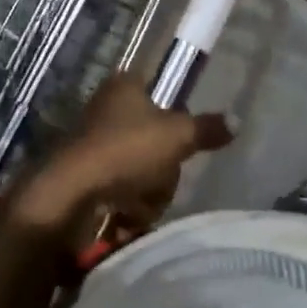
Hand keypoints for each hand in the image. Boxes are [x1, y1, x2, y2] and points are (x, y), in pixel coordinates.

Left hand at [5, 75, 233, 247]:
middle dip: (163, 169)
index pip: (159, 92)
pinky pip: (119, 191)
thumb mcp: (177, 136)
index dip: (174, 119)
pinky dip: (126, 208)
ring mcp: (91, 142)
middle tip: (161, 179)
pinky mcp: (82, 176)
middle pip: (153, 138)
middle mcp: (105, 108)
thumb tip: (237, 119)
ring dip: (147, 194)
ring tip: (140, 206)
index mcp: (124, 86)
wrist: (68, 195)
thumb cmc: (125, 151)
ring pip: (139, 169)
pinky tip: (124, 221)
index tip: (179, 143)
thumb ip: (207, 128)